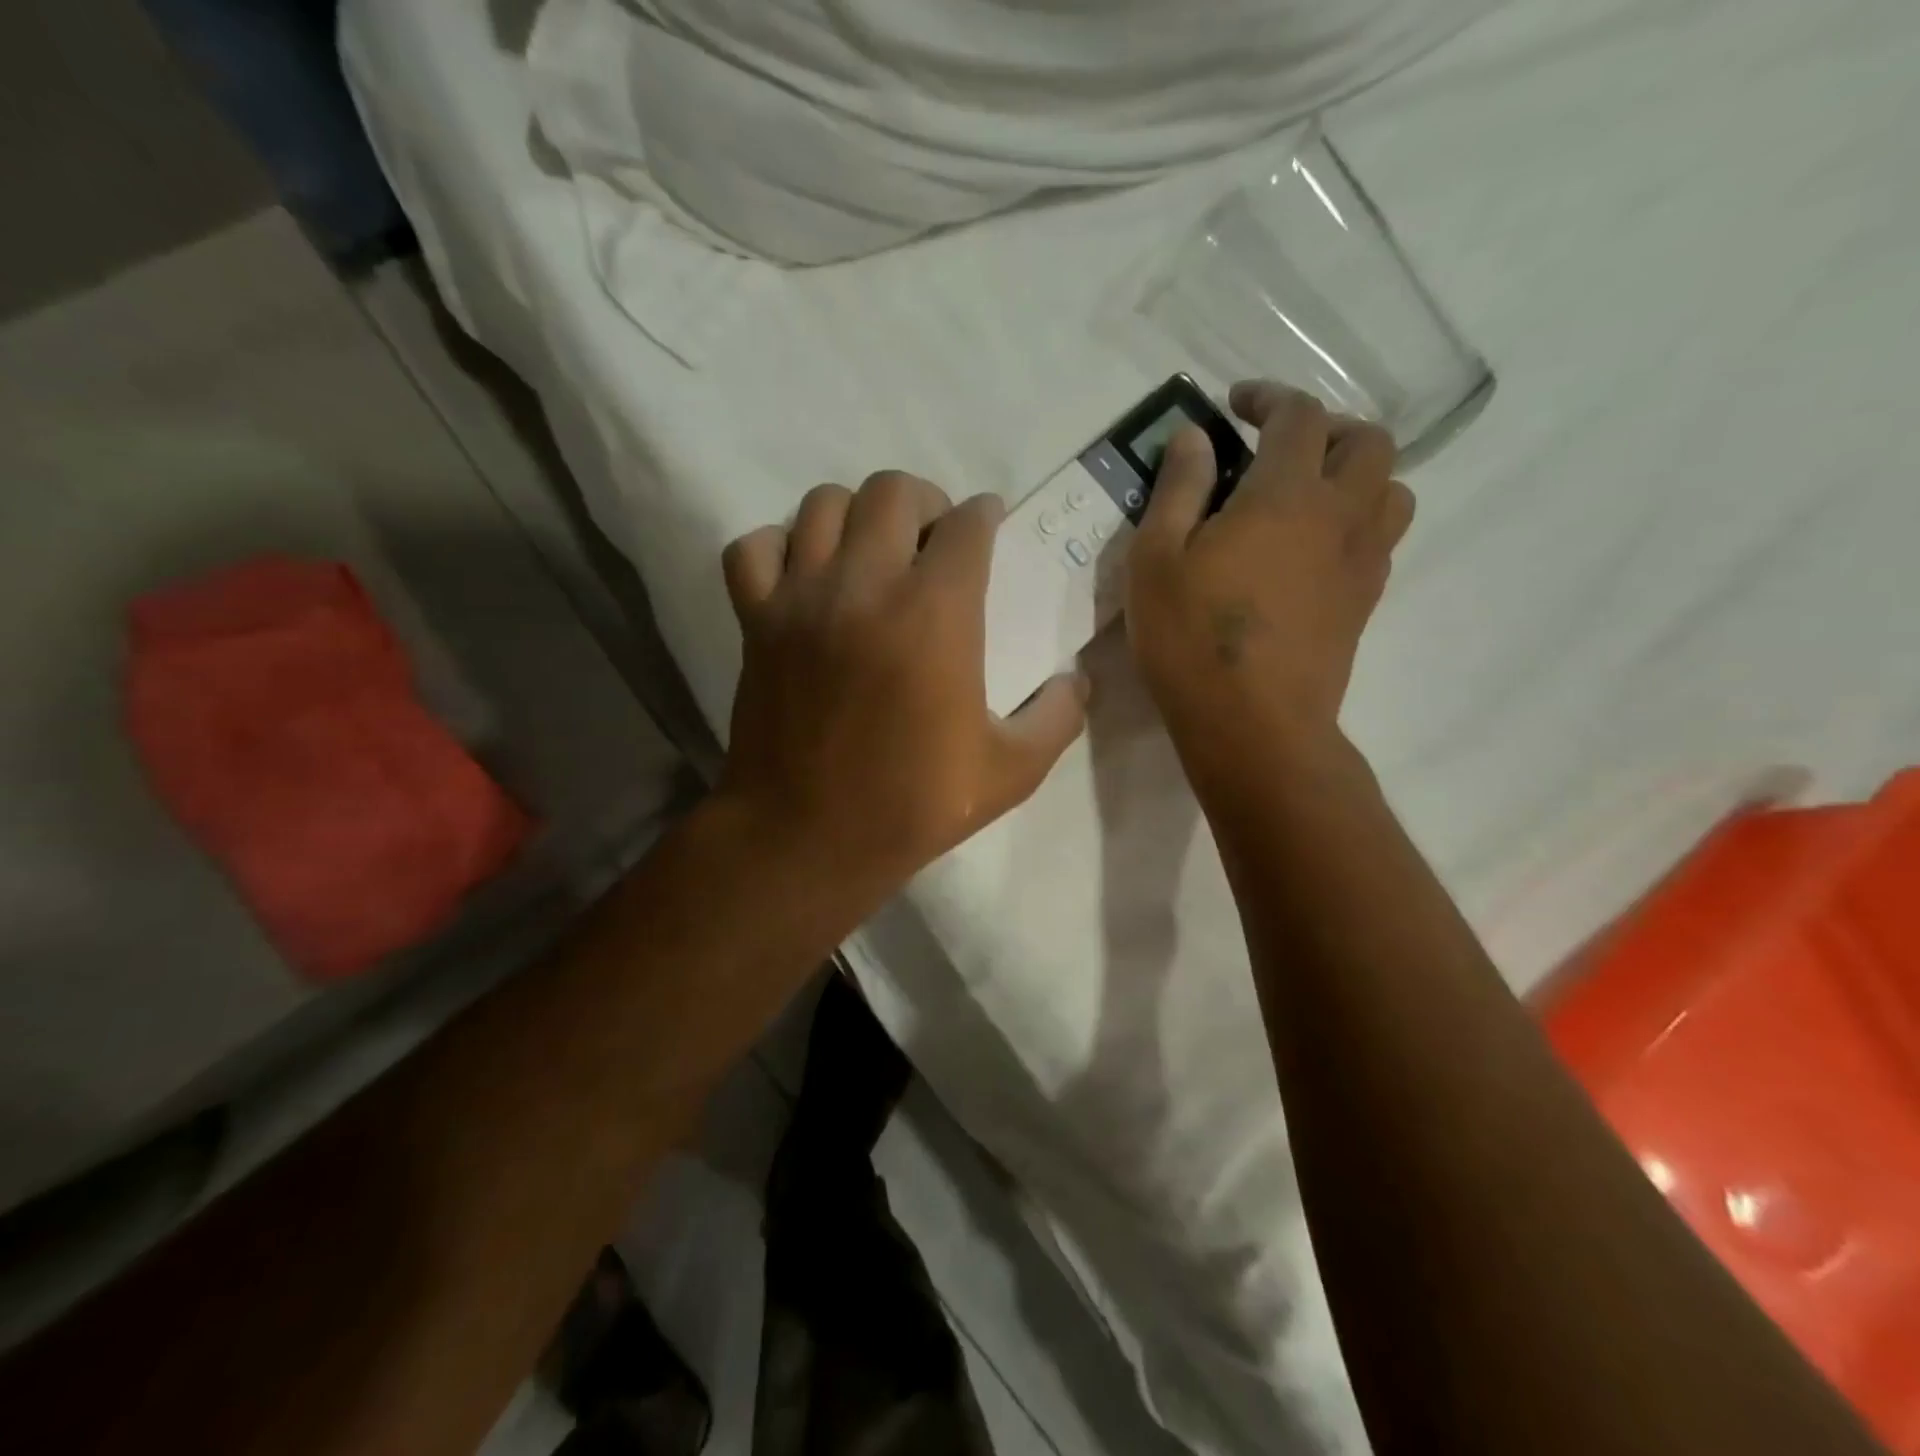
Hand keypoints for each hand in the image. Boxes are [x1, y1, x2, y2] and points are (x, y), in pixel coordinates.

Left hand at [719, 471, 1087, 894]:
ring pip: (823, 505)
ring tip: (871, 552)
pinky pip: (753, 548)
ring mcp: (801, 598)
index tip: (988, 525)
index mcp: (935, 613)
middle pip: (892, 489)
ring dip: (856, 515)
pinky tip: (802, 575)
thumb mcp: (1012, 772)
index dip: (984, 516)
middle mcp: (865, 584)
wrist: (808, 837)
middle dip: (924, 502)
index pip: (966, 523)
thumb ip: (1059, 717)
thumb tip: (1078, 682)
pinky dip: (778, 547)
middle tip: (932, 539)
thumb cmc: (913, 804)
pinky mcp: (754, 621)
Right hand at [1125, 382, 1414, 774]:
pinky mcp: (1365, 602)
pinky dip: (1356, 522)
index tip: (1235, 406)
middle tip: (1278, 448)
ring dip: (1356, 474)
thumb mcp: (1155, 560)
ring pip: (1390, 488)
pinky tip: (1312, 550)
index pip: (1299, 415)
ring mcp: (1363, 561)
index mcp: (1286, 494)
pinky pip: (1382, 539)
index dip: (1268, 398)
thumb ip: (1177, 489)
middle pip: (1367, 440)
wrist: (1253, 725)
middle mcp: (1341, 515)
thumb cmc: (1192, 640)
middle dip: (1326, 428)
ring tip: (1307, 496)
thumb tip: (1194, 437)